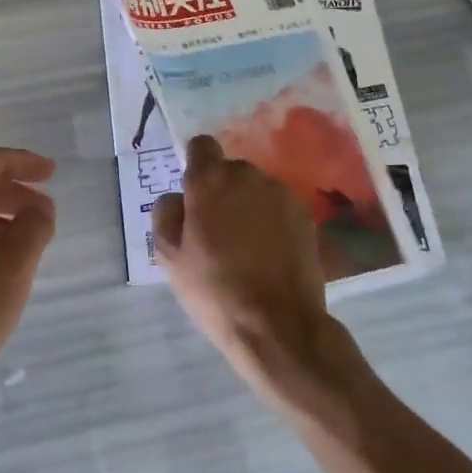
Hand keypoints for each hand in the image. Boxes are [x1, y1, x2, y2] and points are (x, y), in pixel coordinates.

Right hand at [153, 136, 345, 412]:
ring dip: (249, 205)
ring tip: (247, 246)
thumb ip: (166, 214)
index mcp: (210, 180)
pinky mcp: (305, 215)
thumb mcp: (169, 257)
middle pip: (230, 170)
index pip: (201, 145)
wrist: (279, 327)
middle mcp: (247, 175)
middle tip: (217, 230)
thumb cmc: (214, 290)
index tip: (194, 196)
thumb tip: (177, 198)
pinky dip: (273, 221)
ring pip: (256, 188)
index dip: (195, 166)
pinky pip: (279, 207)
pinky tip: (270, 254)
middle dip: (222, 190)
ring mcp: (281, 194)